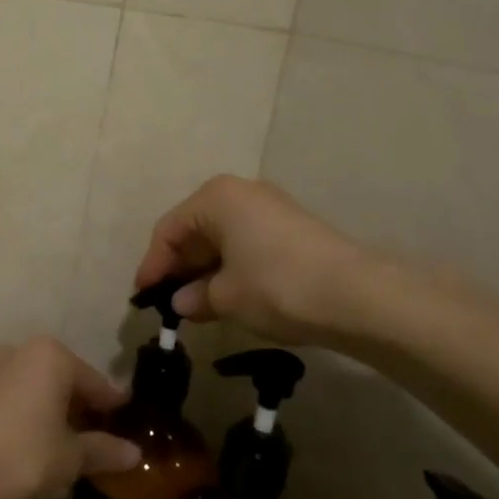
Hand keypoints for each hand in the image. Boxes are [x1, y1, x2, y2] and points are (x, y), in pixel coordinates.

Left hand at [0, 338, 141, 498]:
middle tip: (103, 442)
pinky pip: (18, 399)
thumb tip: (135, 453)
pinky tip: (38, 447)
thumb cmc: (22, 456)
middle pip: (67, 382)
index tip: (131, 427)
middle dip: (84, 411)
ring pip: (40, 390)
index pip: (97, 383)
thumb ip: (105, 450)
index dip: (115, 408)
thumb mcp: (71, 457)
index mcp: (53, 356)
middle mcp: (23, 351)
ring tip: (72, 449)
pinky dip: (33, 416)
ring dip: (57, 414)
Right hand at [133, 176, 373, 344]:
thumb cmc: (275, 286)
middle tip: (168, 303)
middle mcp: (241, 193)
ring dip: (206, 270)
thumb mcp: (226, 297)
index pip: (169, 230)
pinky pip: (246, 244)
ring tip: (196, 306)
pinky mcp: (292, 228)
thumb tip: (181, 302)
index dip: (153, 265)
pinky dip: (231, 268)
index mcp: (215, 198)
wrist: (355, 294)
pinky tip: (228, 296)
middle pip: (196, 230)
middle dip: (180, 267)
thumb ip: (195, 297)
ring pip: (223, 238)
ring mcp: (270, 208)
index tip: (143, 297)